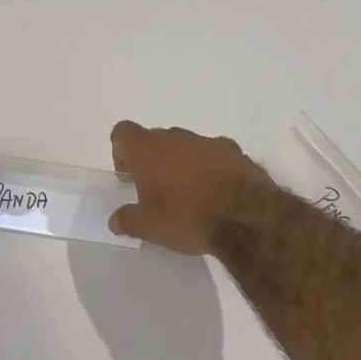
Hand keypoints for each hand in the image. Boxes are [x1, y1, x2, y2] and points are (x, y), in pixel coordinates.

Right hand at [108, 120, 275, 254]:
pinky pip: (213, 155)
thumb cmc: (185, 217)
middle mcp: (175, 137)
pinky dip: (210, 168)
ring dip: (182, 163)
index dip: (121, 151)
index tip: (129, 176)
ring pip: (186, 145)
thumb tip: (115, 220)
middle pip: (155, 139)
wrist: (245, 216)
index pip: (123, 132)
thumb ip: (127, 220)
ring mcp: (207, 142)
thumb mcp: (148, 227)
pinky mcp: (235, 151)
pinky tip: (217, 193)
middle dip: (152, 159)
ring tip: (189, 194)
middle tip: (156, 189)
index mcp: (147, 149)